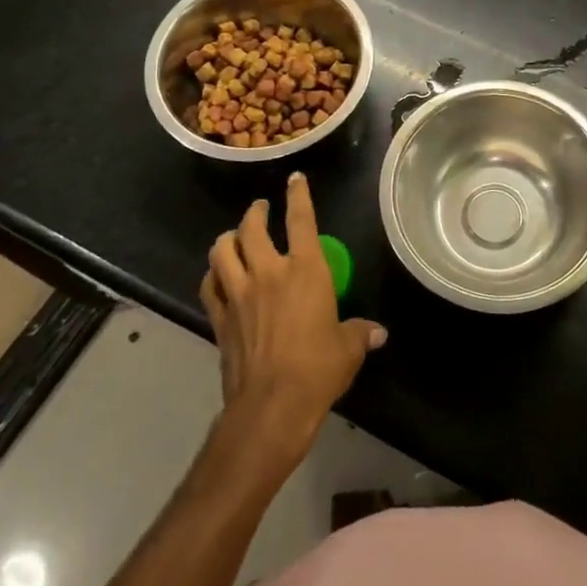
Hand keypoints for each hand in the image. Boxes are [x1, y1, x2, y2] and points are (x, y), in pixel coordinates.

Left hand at [199, 173, 385, 470]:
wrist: (272, 405)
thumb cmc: (318, 369)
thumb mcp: (348, 348)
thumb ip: (360, 333)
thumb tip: (378, 333)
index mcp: (306, 269)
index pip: (301, 219)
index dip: (298, 195)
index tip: (295, 180)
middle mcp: (269, 272)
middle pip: (253, 228)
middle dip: (255, 213)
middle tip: (259, 209)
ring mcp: (239, 294)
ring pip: (222, 251)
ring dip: (228, 238)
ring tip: (233, 236)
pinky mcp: (219, 318)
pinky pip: (209, 285)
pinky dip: (212, 274)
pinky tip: (217, 275)